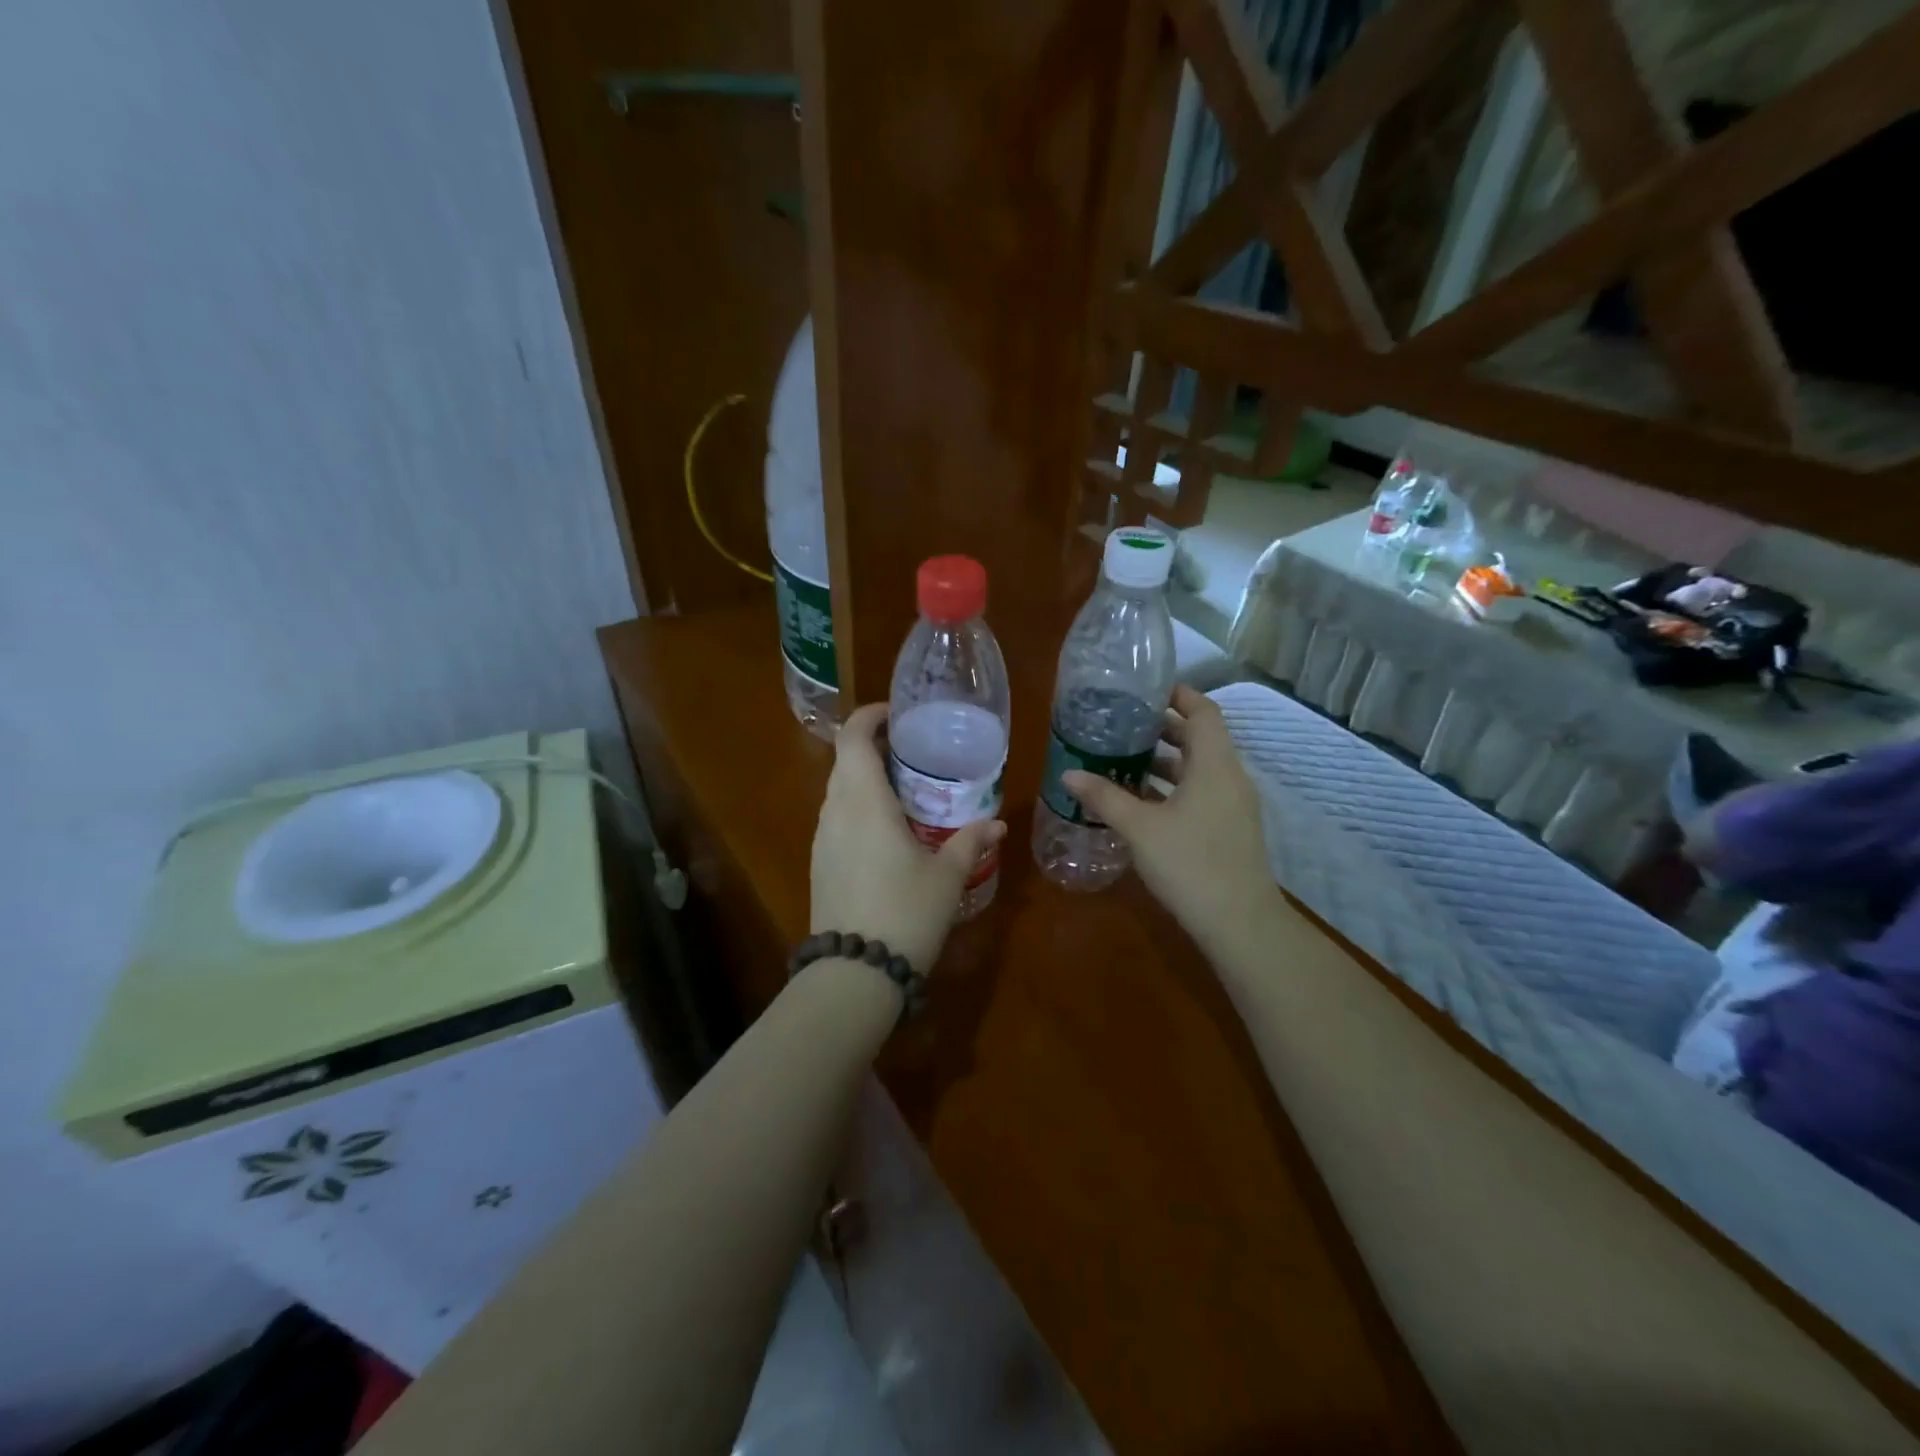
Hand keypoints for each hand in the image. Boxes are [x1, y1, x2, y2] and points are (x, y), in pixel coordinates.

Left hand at [811, 703, 1005, 972]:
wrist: (854, 974)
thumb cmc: (905, 913)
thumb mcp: (946, 876)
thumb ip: (970, 842)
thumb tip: (997, 823)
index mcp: (864, 801)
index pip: (853, 737)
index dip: (870, 716)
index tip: (898, 714)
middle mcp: (835, 811)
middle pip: (844, 760)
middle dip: (873, 747)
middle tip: (913, 753)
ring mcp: (822, 839)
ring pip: (839, 791)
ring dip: (865, 779)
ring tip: (906, 789)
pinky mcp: (819, 864)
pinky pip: (837, 818)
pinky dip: (859, 808)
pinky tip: (888, 831)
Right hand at [1062, 685, 1279, 936]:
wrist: (1239, 923)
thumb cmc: (1189, 863)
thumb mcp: (1139, 827)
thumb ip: (1104, 796)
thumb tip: (1068, 774)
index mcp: (1215, 764)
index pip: (1203, 711)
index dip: (1178, 695)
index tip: (1144, 691)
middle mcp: (1230, 777)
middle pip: (1200, 738)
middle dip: (1164, 728)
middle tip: (1123, 726)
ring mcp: (1234, 805)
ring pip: (1200, 768)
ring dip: (1167, 761)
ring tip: (1125, 760)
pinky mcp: (1230, 829)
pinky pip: (1202, 792)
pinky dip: (1175, 787)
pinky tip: (1142, 801)